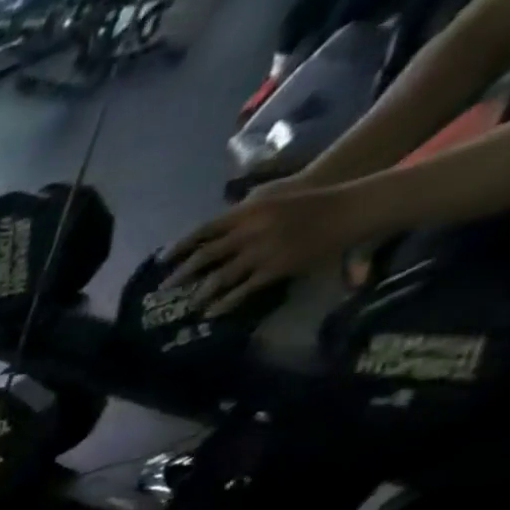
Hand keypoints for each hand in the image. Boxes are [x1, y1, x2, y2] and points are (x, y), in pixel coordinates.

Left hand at [166, 178, 366, 313]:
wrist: (350, 206)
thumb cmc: (306, 201)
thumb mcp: (269, 197)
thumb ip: (240, 214)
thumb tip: (212, 231)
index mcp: (248, 211)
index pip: (203, 230)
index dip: (179, 247)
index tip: (160, 261)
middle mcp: (250, 231)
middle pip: (205, 257)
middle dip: (180, 275)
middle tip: (162, 290)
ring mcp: (262, 251)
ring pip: (219, 278)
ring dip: (200, 293)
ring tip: (188, 305)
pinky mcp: (276, 269)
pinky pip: (242, 291)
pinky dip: (224, 303)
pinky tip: (211, 313)